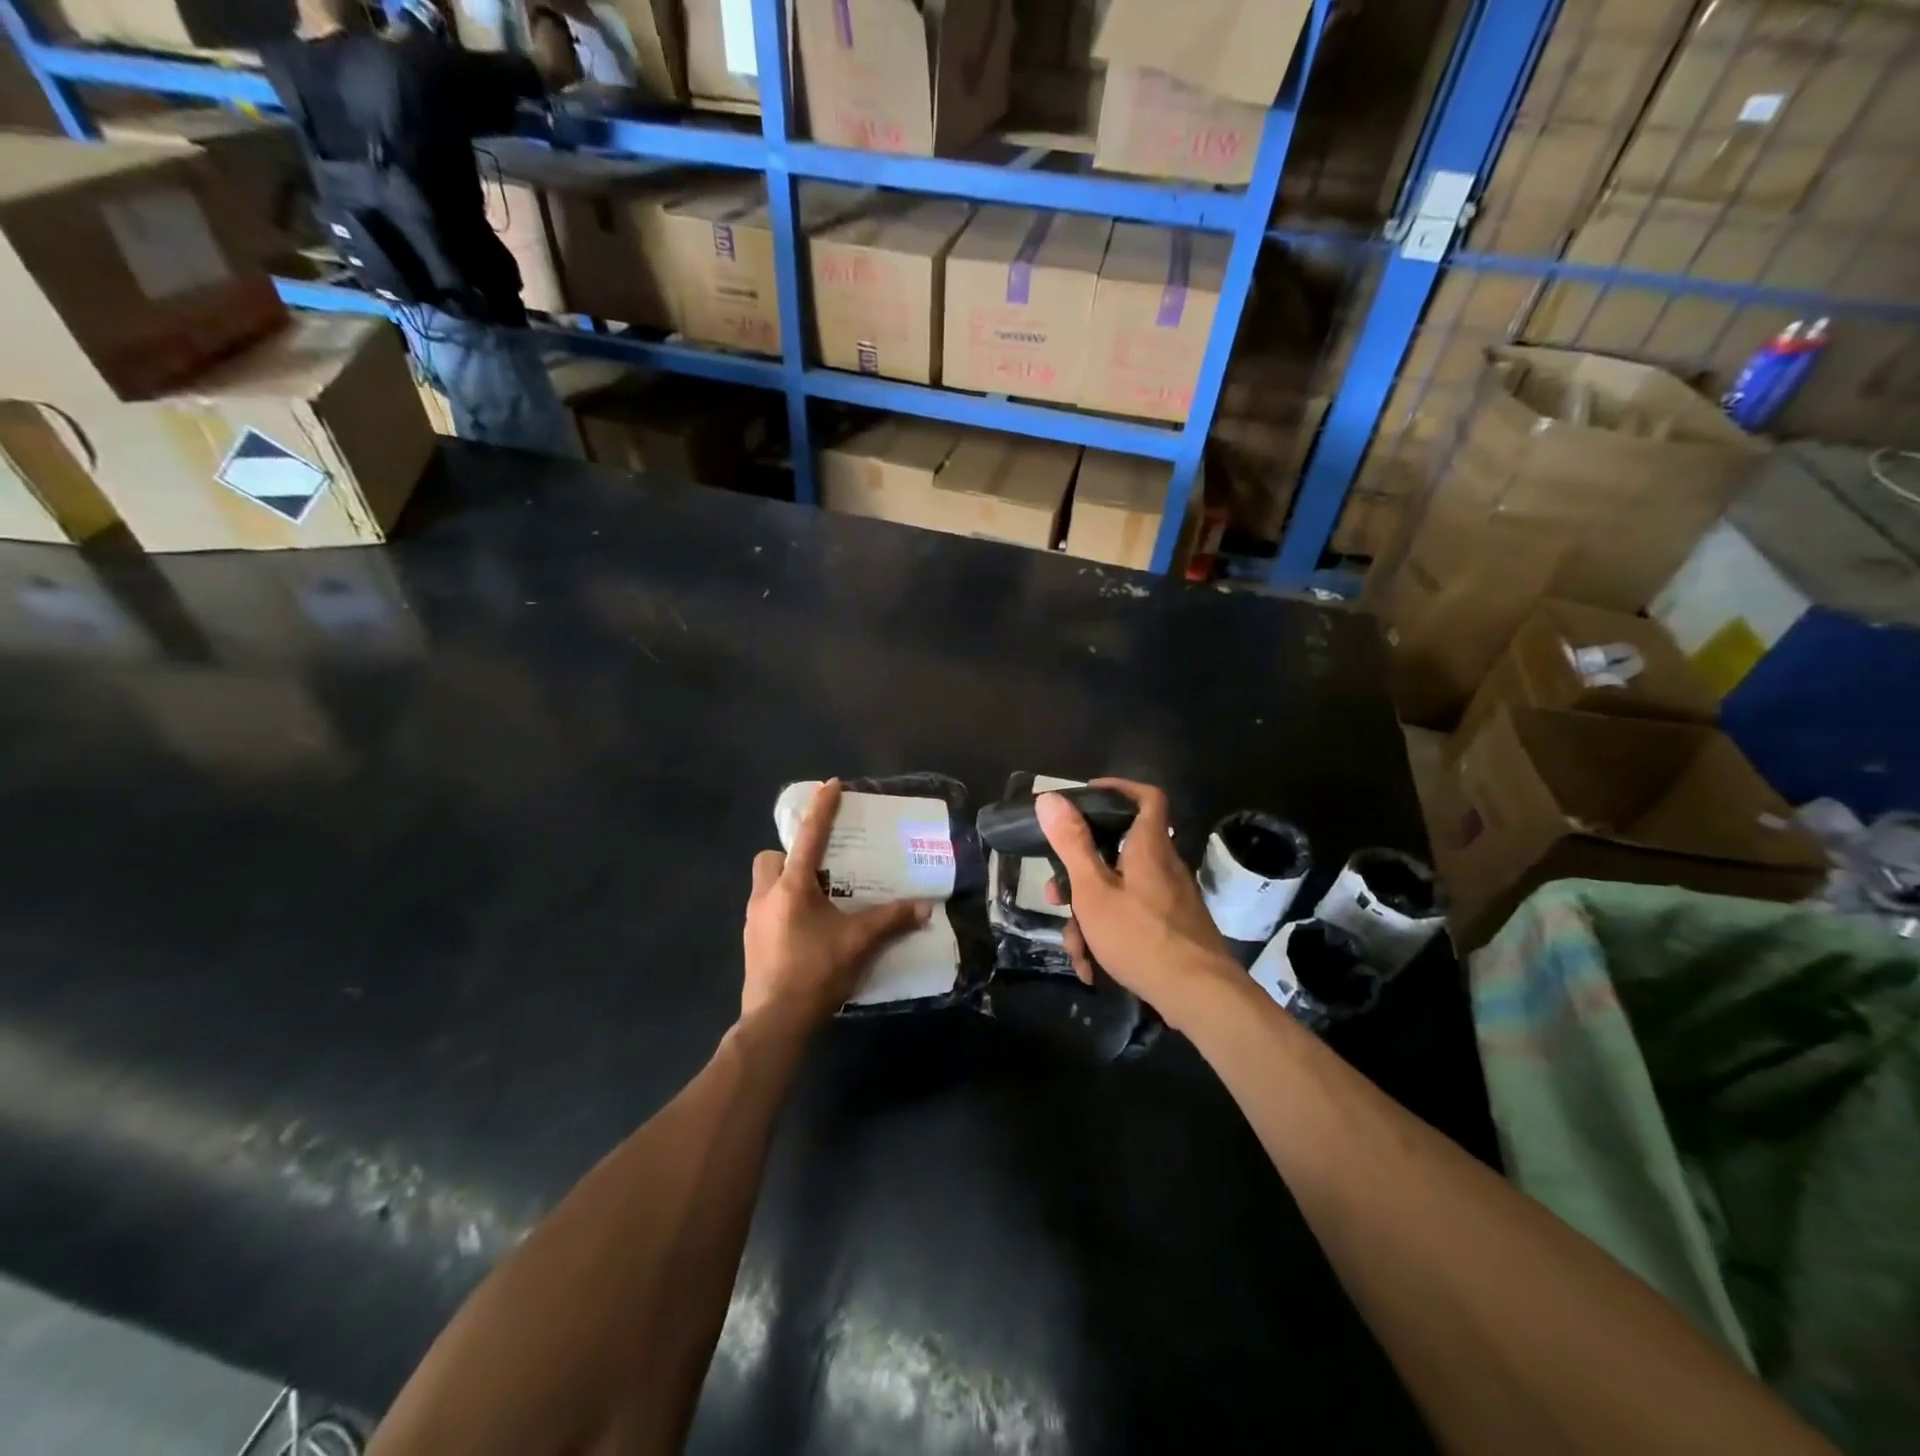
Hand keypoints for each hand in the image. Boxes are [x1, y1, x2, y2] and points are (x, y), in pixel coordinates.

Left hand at [743, 780, 931, 1031]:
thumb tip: (925, 908)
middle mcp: (766, 896)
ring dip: (786, 884)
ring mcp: (753, 921)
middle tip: (819, 870)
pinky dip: (783, 909)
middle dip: (789, 855)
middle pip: (770, 858)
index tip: (831, 784)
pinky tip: (806, 931)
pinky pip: (765, 910)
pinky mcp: (751, 942)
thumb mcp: (859, 943)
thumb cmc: (816, 972)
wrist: (775, 1022)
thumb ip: (891, 921)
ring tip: (817, 901)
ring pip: (764, 885)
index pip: (809, 837)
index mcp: (792, 887)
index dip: (822, 808)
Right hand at [1039, 780, 1240, 1027]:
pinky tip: (1092, 968)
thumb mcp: (1093, 890)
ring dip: (1089, 917)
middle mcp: (1163, 866)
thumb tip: (1049, 797)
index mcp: (1148, 847)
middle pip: (1117, 853)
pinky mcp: (1173, 928)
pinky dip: (1109, 936)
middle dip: (1080, 875)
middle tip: (1055, 894)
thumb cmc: (1140, 936)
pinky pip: (1133, 919)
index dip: (1118, 789)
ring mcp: (1170, 899)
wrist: (1200, 996)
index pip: (1147, 797)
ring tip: (1075, 949)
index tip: (1087, 797)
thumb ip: (1072, 844)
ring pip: (1119, 893)